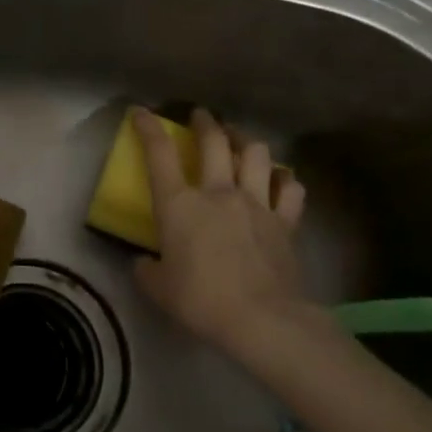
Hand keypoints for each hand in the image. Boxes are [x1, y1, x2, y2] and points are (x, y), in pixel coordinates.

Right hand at [132, 106, 314, 356]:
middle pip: (214, 142)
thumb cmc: (201, 301)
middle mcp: (218, 193)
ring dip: (246, 141)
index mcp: (179, 205)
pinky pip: (290, 188)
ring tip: (240, 140)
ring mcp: (256, 203)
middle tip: (201, 117)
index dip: (148, 128)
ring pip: (256, 154)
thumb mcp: (159, 289)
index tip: (141, 112)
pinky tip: (280, 179)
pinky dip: (284, 179)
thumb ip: (147, 271)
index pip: (159, 154)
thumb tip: (144, 263)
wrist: (261, 318)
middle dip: (205, 123)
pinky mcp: (285, 221)